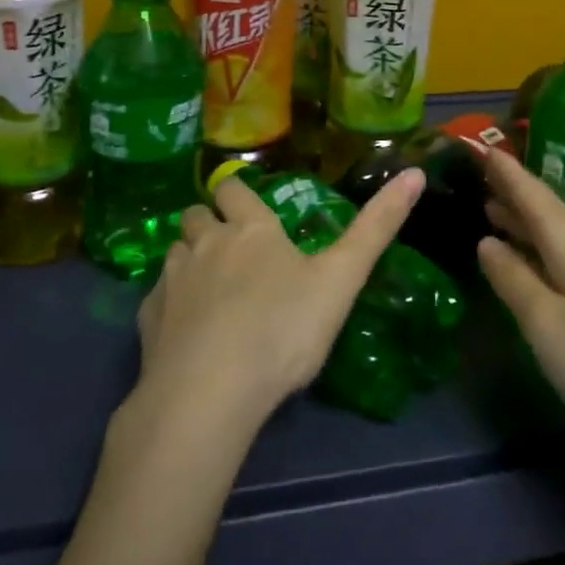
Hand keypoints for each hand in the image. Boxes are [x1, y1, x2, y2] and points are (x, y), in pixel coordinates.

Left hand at [131, 168, 425, 434]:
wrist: (209, 392)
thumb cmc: (282, 329)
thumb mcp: (341, 278)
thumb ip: (378, 227)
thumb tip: (416, 172)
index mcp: (250, 229)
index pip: (233, 189)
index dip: (237, 193)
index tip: (246, 206)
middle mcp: (206, 243)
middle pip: (196, 214)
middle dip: (208, 221)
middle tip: (229, 247)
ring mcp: (172, 279)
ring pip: (175, 251)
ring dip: (188, 259)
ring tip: (207, 287)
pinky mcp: (148, 320)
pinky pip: (157, 297)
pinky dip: (170, 303)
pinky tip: (184, 331)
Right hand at [473, 147, 564, 486]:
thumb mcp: (549, 328)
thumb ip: (514, 281)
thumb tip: (487, 242)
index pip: (531, 192)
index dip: (504, 170)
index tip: (481, 144)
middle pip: (548, 209)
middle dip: (512, 195)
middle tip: (477, 179)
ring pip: (563, 232)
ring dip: (528, 222)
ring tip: (495, 212)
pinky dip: (547, 246)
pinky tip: (538, 259)